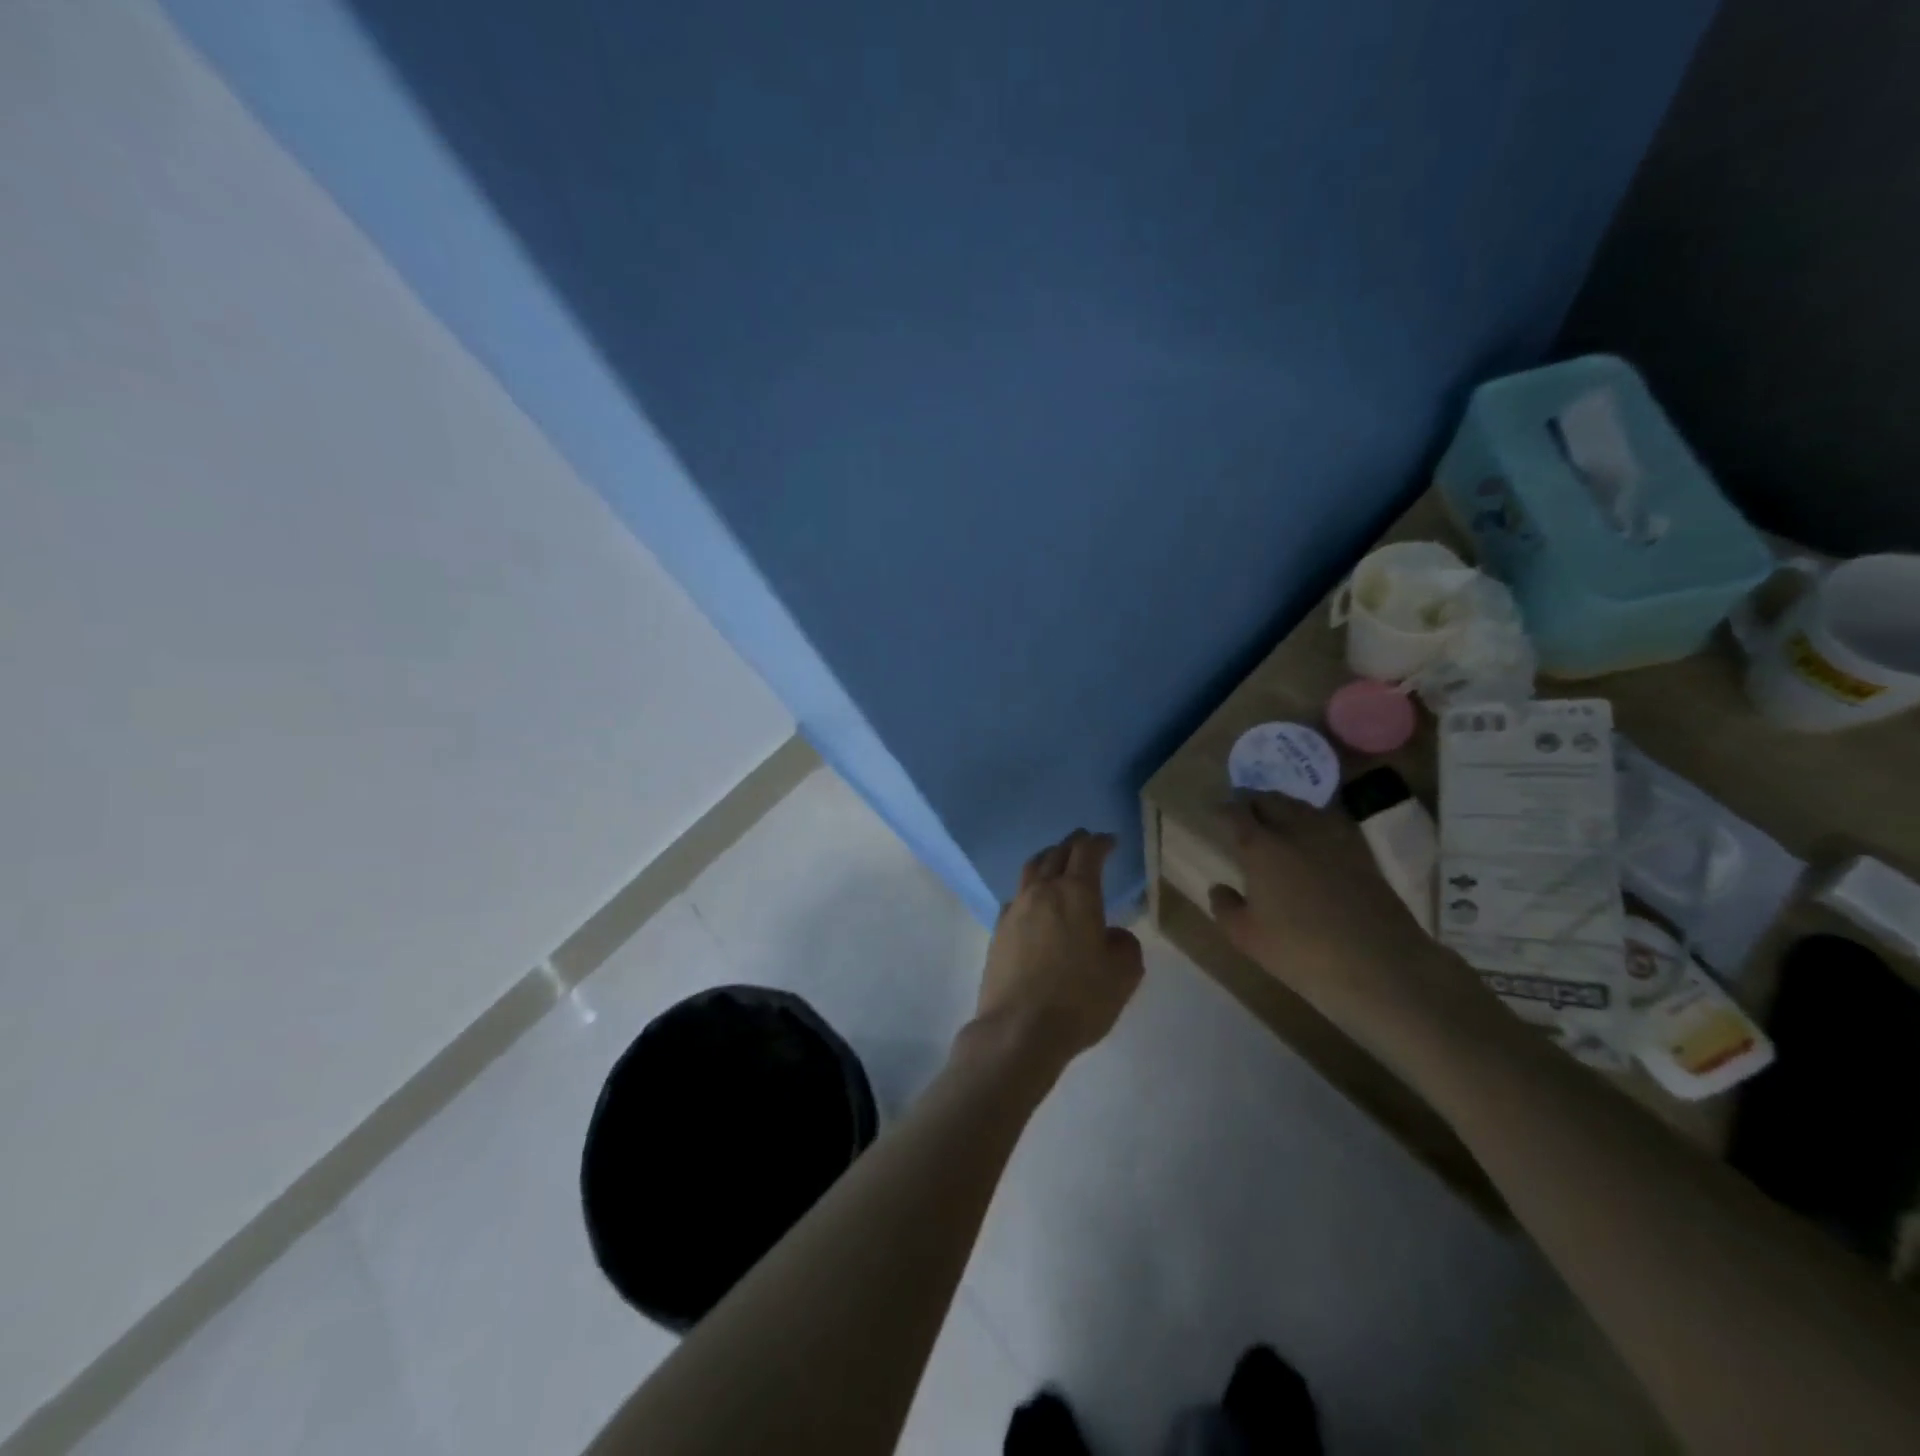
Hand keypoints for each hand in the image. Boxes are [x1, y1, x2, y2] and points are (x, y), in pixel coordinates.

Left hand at [970, 830, 1144, 1070]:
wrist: (1020, 1028)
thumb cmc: (1079, 1000)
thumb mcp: (1123, 976)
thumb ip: (1125, 946)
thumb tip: (1113, 935)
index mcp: (1077, 894)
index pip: (1088, 853)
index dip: (1100, 843)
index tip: (1110, 841)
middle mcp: (1043, 892)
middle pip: (1056, 854)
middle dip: (1073, 844)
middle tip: (1085, 842)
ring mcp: (1015, 909)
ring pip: (1031, 869)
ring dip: (1048, 859)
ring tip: (1057, 861)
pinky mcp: (998, 930)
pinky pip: (1017, 896)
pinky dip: (1030, 889)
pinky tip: (1035, 903)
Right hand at [1206, 796, 1458, 1023]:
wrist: (1378, 964)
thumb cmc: (1300, 950)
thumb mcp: (1247, 937)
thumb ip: (1226, 908)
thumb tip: (1219, 888)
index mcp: (1261, 847)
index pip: (1236, 813)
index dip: (1223, 810)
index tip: (1215, 813)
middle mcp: (1295, 831)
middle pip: (1271, 800)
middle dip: (1253, 801)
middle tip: (1243, 811)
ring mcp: (1333, 838)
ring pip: (1302, 806)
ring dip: (1284, 806)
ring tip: (1275, 817)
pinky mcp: (1362, 852)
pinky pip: (1330, 822)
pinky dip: (1313, 820)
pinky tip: (1312, 835)